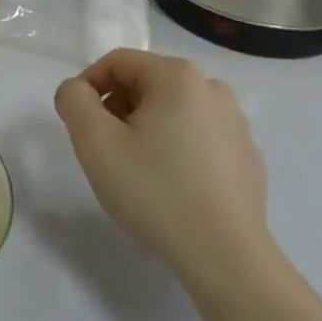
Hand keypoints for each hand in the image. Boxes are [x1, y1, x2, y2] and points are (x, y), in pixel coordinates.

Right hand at [53, 49, 271, 283]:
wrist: (226, 258)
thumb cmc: (155, 191)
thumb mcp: (95, 143)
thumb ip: (73, 101)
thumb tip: (77, 90)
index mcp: (177, 76)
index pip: (117, 62)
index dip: (88, 87)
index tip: (78, 124)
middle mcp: (212, 88)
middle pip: (146, 83)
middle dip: (118, 109)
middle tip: (105, 150)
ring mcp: (236, 123)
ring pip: (173, 110)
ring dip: (146, 129)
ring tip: (137, 170)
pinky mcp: (248, 156)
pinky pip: (199, 137)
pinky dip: (177, 149)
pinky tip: (171, 186)